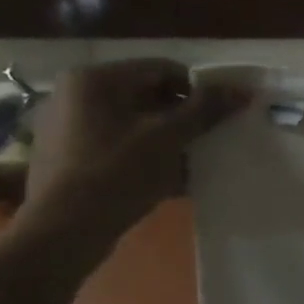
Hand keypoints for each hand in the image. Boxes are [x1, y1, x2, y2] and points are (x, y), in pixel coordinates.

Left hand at [15, 59, 247, 262]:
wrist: (61, 233)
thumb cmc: (116, 175)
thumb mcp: (168, 138)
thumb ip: (205, 109)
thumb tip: (242, 90)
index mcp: (95, 79)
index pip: (163, 70)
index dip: (199, 90)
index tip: (220, 117)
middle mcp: (76, 94)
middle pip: (148, 96)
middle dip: (183, 118)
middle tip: (209, 141)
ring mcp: (68, 126)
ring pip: (135, 123)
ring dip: (168, 140)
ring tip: (192, 163)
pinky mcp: (68, 157)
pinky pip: (119, 146)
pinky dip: (145, 156)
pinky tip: (167, 180)